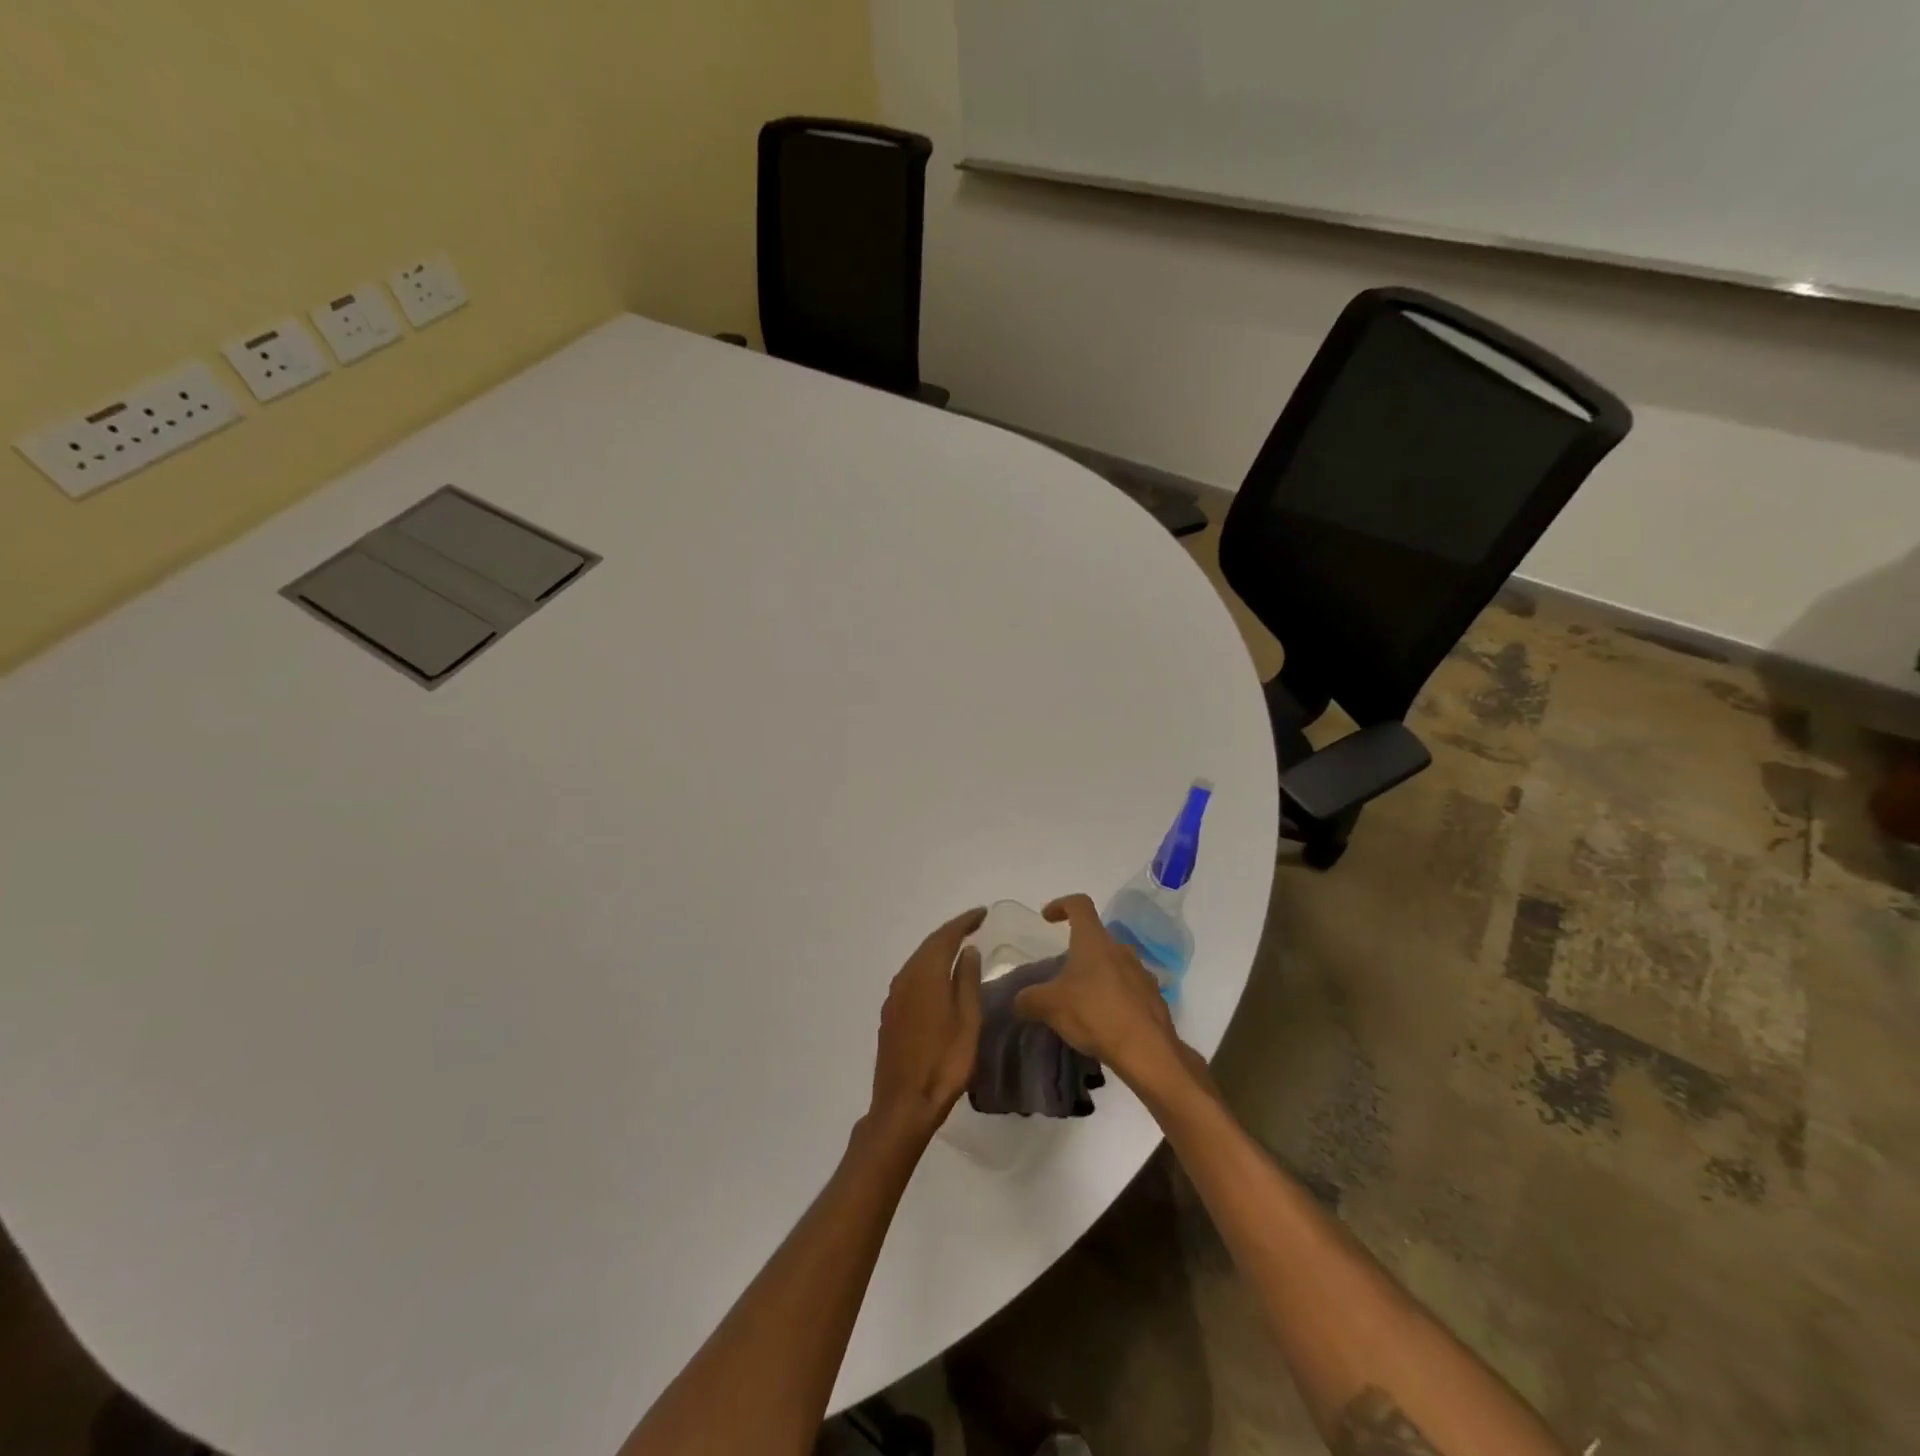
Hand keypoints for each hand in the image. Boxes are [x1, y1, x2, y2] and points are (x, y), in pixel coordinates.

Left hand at [868, 907, 986, 1139]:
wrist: (903, 1104)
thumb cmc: (944, 1063)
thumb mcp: (967, 1020)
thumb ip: (966, 981)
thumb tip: (967, 950)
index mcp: (925, 975)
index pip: (945, 937)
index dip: (964, 922)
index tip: (982, 913)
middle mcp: (905, 978)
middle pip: (928, 945)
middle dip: (951, 932)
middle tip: (973, 925)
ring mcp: (894, 997)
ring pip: (918, 961)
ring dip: (938, 950)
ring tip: (960, 947)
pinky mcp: (890, 1014)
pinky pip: (911, 977)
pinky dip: (928, 968)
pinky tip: (939, 977)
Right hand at [1012, 894, 1186, 1086]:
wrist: (1147, 1051)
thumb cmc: (1094, 1014)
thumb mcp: (1050, 1006)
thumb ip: (1029, 999)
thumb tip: (1018, 1000)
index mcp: (1094, 941)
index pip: (1079, 904)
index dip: (1061, 905)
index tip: (1047, 918)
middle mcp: (1120, 949)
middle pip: (1096, 938)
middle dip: (1077, 951)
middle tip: (1061, 974)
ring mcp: (1141, 972)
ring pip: (1113, 963)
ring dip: (1097, 975)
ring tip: (1081, 1001)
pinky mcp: (1153, 997)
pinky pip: (1128, 988)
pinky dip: (1114, 996)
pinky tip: (1104, 1021)